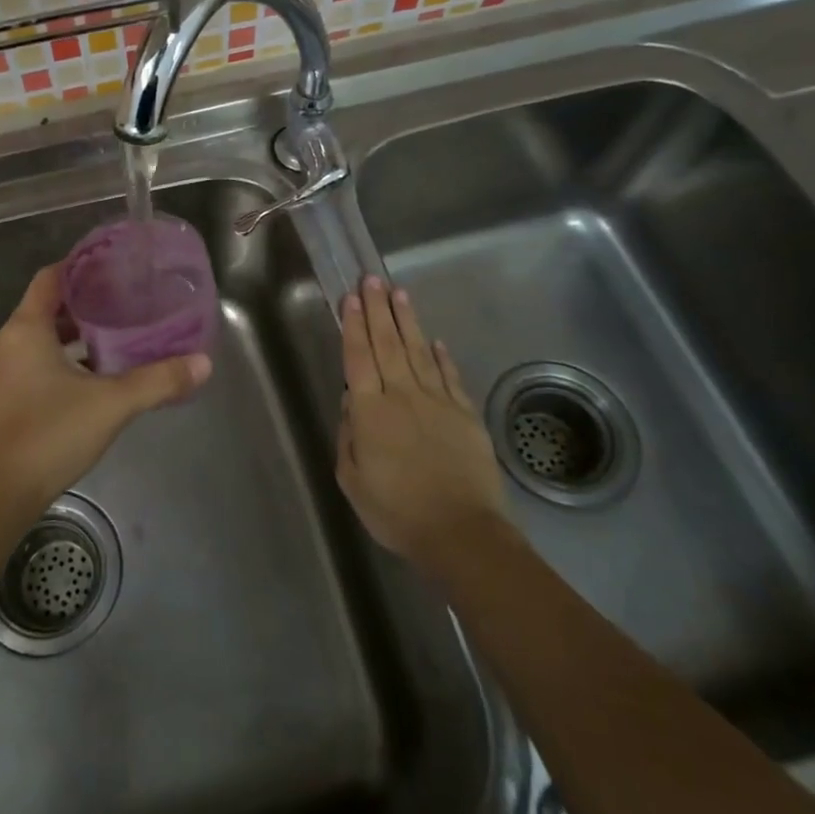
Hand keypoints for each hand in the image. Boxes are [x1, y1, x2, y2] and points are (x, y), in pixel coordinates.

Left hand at [0, 265, 211, 525]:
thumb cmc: (50, 434)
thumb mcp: (111, 404)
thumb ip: (158, 381)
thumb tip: (203, 363)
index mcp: (25, 329)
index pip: (50, 278)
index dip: (80, 268)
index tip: (113, 267)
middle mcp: (7, 342)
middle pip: (46, 308)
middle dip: (85, 304)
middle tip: (125, 302)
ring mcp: (1, 372)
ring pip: (41, 338)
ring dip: (74, 336)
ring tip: (116, 336)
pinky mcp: (3, 398)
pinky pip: (34, 362)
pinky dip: (62, 360)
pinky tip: (94, 376)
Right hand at [336, 276, 512, 578]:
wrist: (461, 533)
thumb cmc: (397, 511)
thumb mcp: (353, 480)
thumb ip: (349, 436)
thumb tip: (353, 403)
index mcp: (371, 411)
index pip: (359, 358)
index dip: (353, 325)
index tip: (350, 297)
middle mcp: (403, 396)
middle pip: (388, 344)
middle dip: (377, 309)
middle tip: (371, 279)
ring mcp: (438, 402)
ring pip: (419, 352)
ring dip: (407, 321)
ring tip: (399, 294)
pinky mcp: (465, 415)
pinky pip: (450, 377)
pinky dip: (442, 356)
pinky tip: (436, 340)